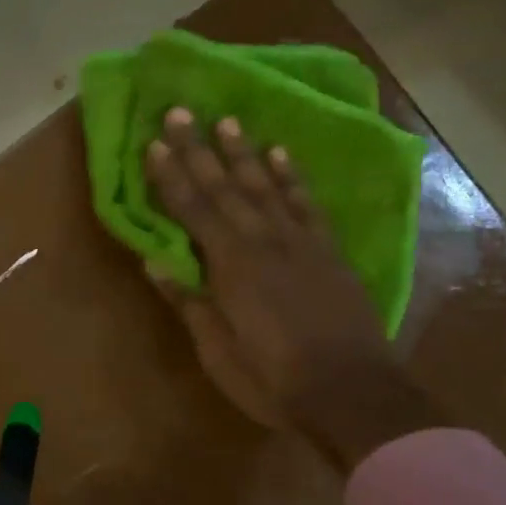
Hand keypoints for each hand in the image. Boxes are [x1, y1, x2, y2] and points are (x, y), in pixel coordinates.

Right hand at [144, 109, 439, 468]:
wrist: (352, 392)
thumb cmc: (273, 379)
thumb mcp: (218, 350)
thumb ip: (188, 301)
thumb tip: (154, 261)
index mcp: (231, 266)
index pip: (192, 211)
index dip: (170, 177)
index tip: (153, 143)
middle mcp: (263, 242)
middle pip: (225, 188)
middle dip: (200, 149)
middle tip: (182, 111)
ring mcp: (300, 243)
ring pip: (265, 186)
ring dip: (243, 153)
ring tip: (227, 120)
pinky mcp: (328, 251)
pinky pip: (306, 204)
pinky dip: (291, 176)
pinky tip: (280, 154)